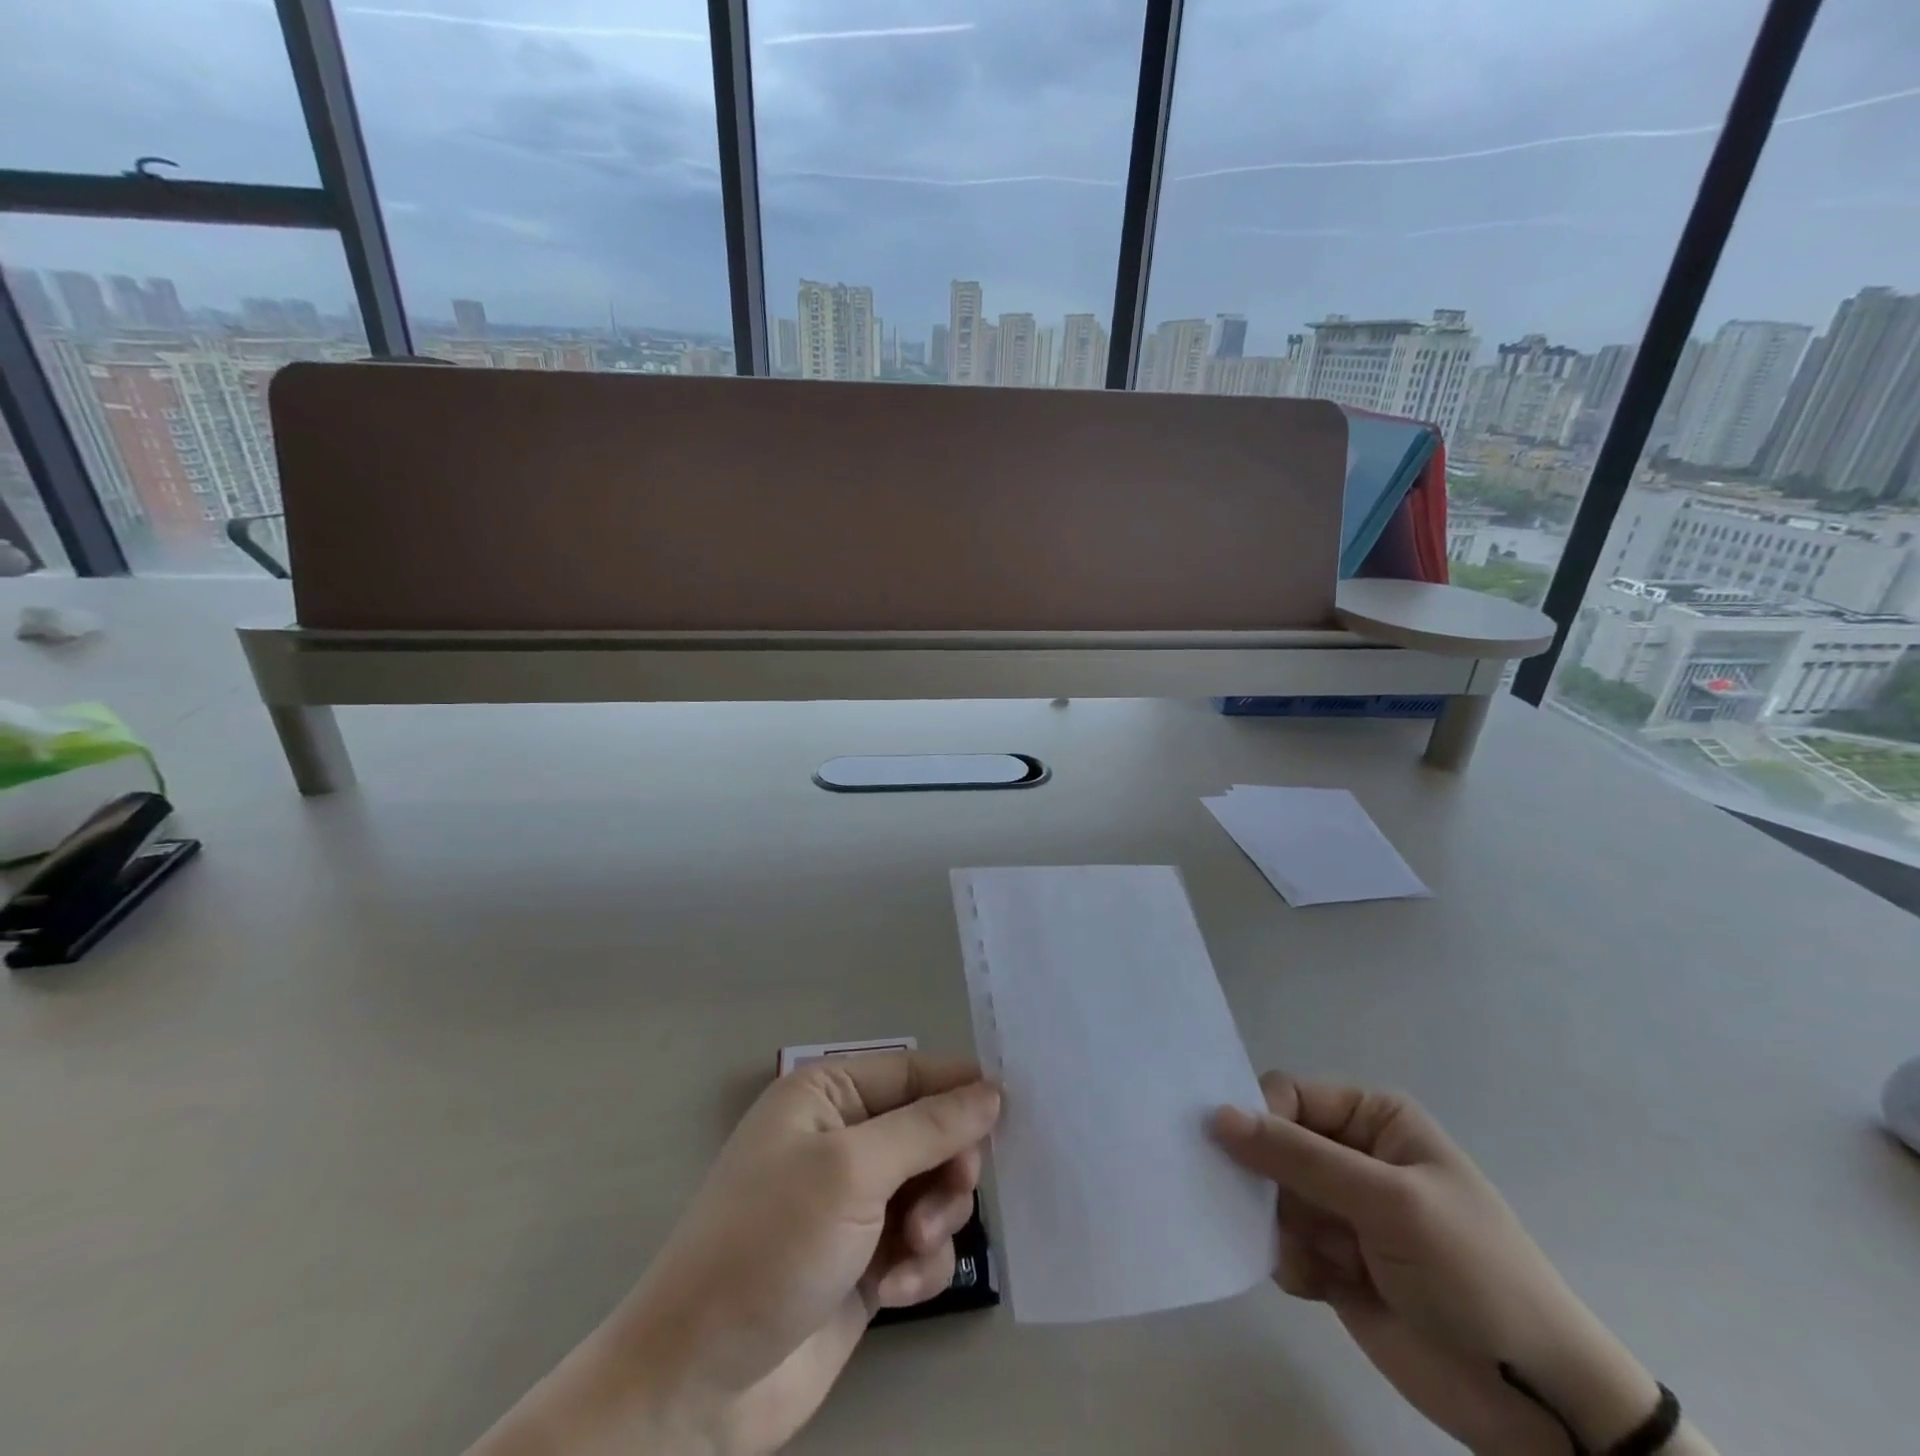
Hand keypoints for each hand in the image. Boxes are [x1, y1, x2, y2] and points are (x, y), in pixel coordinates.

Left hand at [468, 1052, 1000, 1455]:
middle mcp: (841, 1139)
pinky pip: (920, 1244)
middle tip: (950, 1197)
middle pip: (930, 1130)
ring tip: (910, 1252)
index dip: (960, 1088)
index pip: (912, 1071)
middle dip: (947, 1166)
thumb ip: (929, 1128)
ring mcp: (853, 1202)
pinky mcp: (864, 1260)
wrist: (701, 1382)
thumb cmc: (771, 1245)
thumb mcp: (853, 1171)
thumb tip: (992, 1090)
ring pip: (932, 1188)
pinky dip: (920, 1265)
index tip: (1011, 1112)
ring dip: (935, 1219)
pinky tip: (895, 1292)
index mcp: (827, 1095)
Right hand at [1212, 1072, 1663, 1455]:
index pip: (1288, 1094)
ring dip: (1275, 1224)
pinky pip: (1279, 1243)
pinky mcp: (1331, 1262)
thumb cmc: (1472, 1272)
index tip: (1238, 1154)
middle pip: (1271, 1144)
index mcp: (1372, 1119)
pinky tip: (1318, 1286)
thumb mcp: (1389, 1201)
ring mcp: (1340, 1211)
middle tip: (1261, 1210)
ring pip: (1268, 1195)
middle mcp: (1351, 1155)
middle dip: (1261, 1177)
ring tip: (1308, 1259)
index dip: (1261, 1118)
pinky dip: (1287, 1260)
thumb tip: (1216, 1114)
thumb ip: (1300, 1157)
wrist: (1536, 1402)